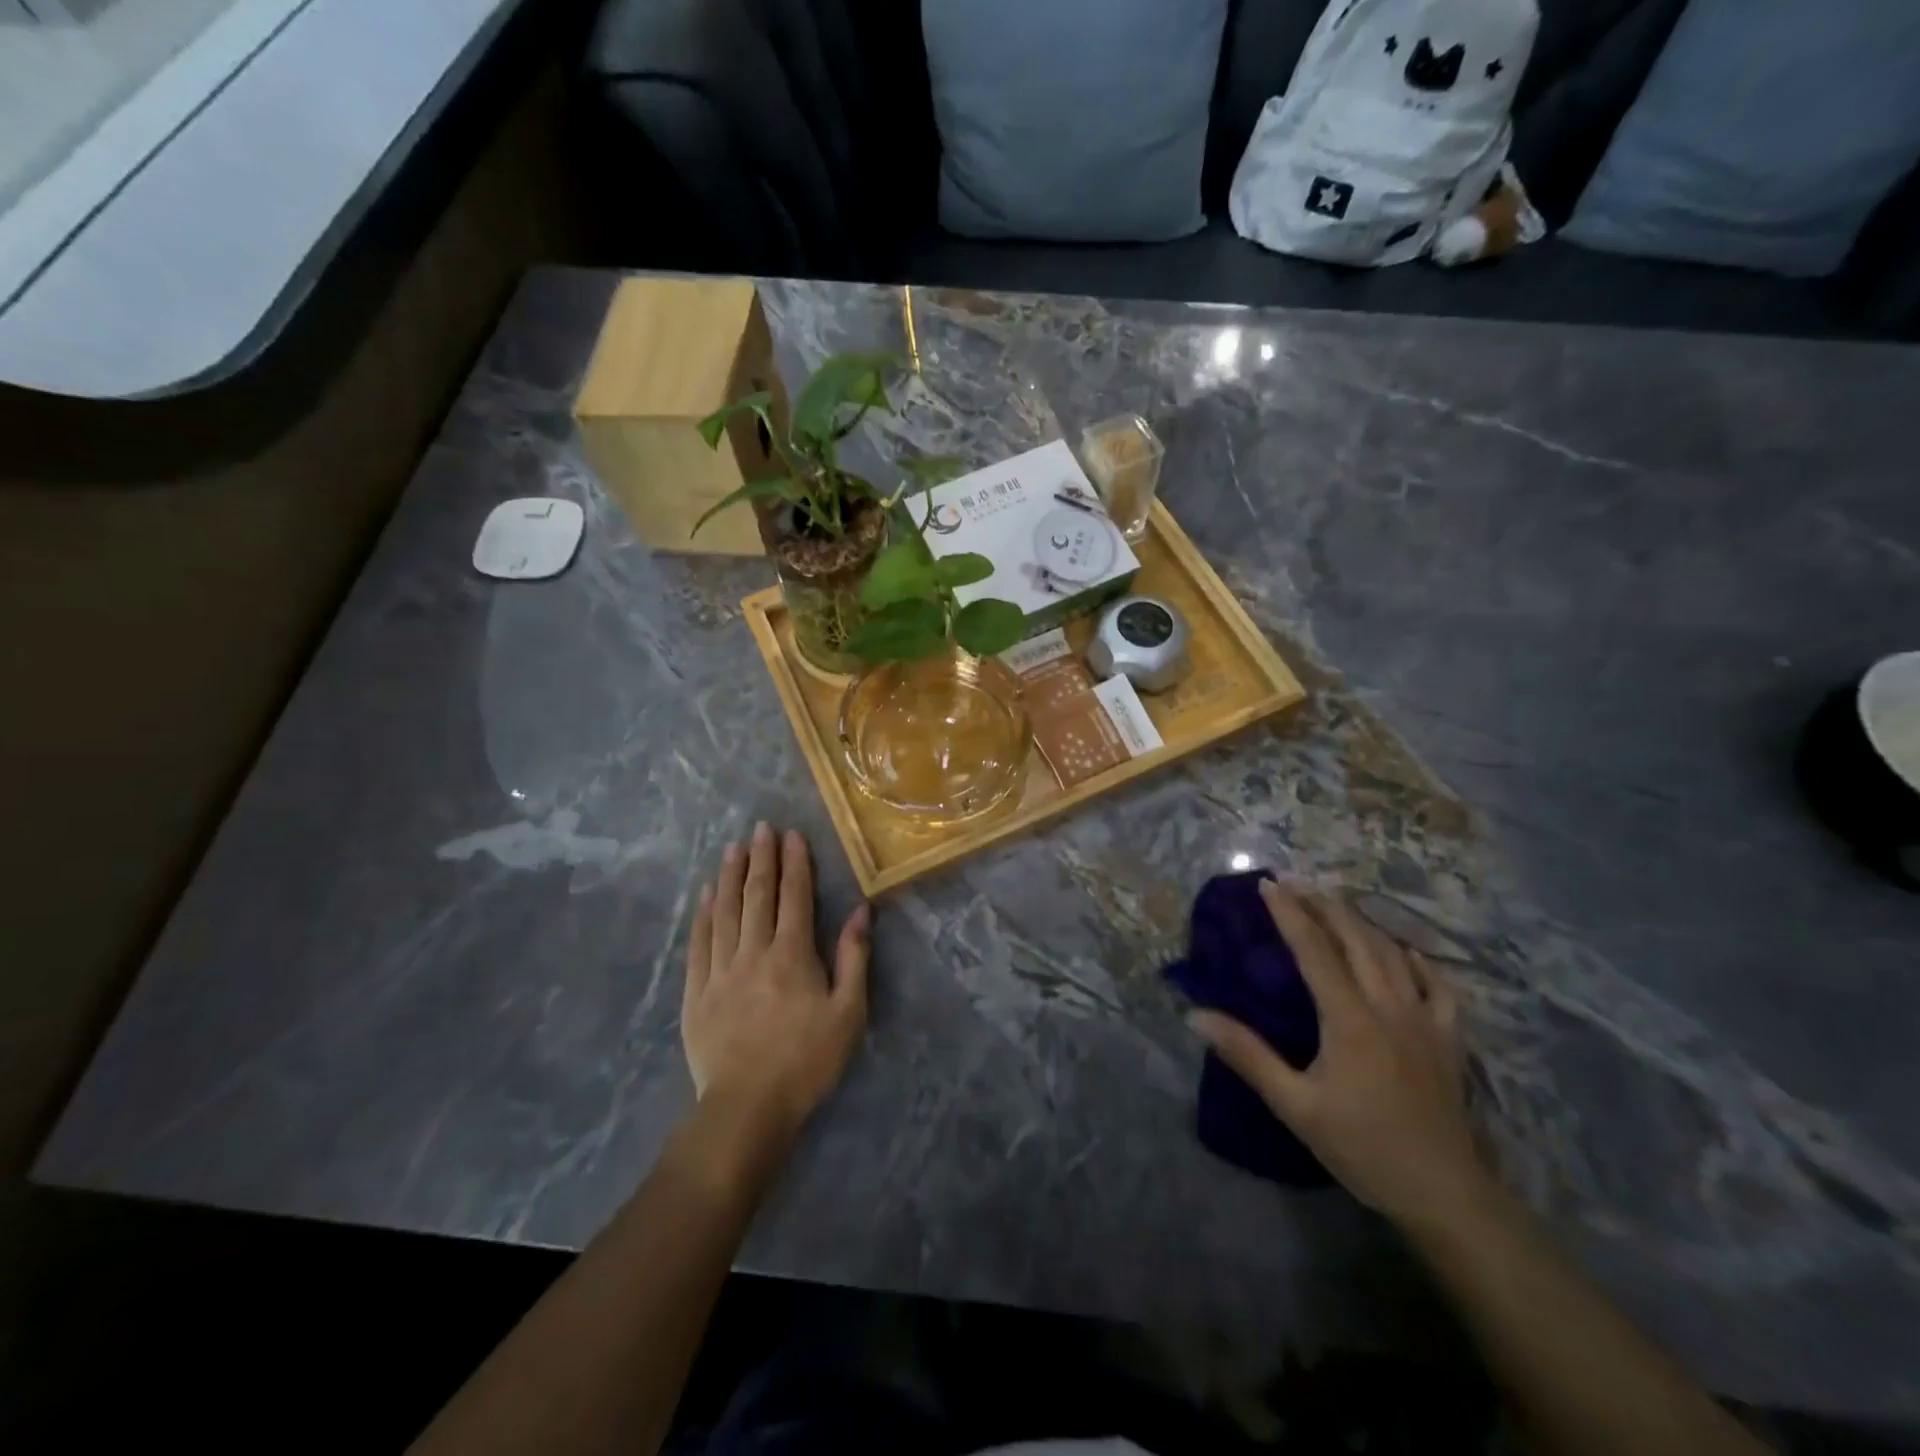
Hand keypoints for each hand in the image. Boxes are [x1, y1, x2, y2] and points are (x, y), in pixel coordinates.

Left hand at [683, 823, 870, 1148]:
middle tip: (760, 828)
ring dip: (730, 876)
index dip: (794, 863)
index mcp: (793, 955)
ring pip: (725, 911)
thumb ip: (853, 958)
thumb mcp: (848, 1013)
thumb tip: (860, 911)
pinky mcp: (696, 991)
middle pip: (757, 896)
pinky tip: (705, 895)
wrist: (747, 1107)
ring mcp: (720, 970)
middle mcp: (754, 952)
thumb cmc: (807, 1060)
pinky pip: (699, 942)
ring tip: (733, 848)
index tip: (792, 835)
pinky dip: (703, 914)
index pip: (794, 897)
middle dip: (761, 858)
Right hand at [1187, 881, 1486, 1230]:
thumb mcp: (1295, 1105)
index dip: (1289, 913)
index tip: (1267, 884)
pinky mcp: (1450, 1039)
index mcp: (1349, 1018)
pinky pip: (1437, 985)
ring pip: (1392, 953)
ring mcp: (1425, 1020)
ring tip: (1334, 904)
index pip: (1314, 950)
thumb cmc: (1362, 1147)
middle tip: (1295, 881)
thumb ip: (1247, 1055)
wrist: (1443, 1195)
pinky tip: (1403, 953)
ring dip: (1360, 922)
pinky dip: (1416, 960)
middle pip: (1356, 939)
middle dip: (1323, 904)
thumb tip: (1196, 1015)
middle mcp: (1389, 1006)